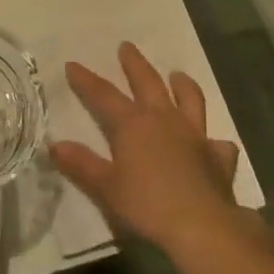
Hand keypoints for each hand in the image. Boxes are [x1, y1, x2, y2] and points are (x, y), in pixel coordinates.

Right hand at [50, 43, 244, 257]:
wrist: (202, 227)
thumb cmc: (147, 206)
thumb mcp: (106, 188)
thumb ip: (81, 164)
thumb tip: (55, 144)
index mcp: (133, 124)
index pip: (103, 95)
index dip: (86, 80)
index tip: (73, 64)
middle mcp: (164, 120)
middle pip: (148, 83)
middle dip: (134, 64)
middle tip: (127, 47)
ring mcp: (195, 136)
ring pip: (190, 99)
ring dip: (182, 85)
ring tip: (177, 75)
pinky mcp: (218, 157)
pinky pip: (218, 143)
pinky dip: (214, 141)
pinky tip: (213, 143)